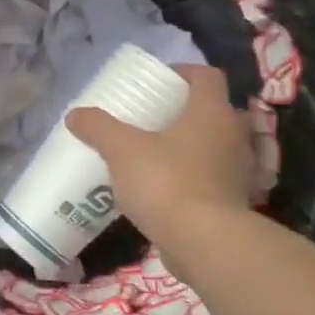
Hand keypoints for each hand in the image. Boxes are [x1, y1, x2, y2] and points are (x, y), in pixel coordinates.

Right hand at [65, 65, 252, 245]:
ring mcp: (239, 171)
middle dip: (186, 111)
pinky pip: (213, 178)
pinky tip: (166, 187)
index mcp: (212, 113)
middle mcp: (233, 136)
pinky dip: (194, 177)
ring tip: (157, 154)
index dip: (184, 72)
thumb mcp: (122, 150)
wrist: (205, 242)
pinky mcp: (234, 202)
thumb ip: (99, 128)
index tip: (160, 81)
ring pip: (215, 146)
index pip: (207, 76)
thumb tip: (75, 114)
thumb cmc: (167, 182)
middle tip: (154, 118)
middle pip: (214, 111)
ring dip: (191, 146)